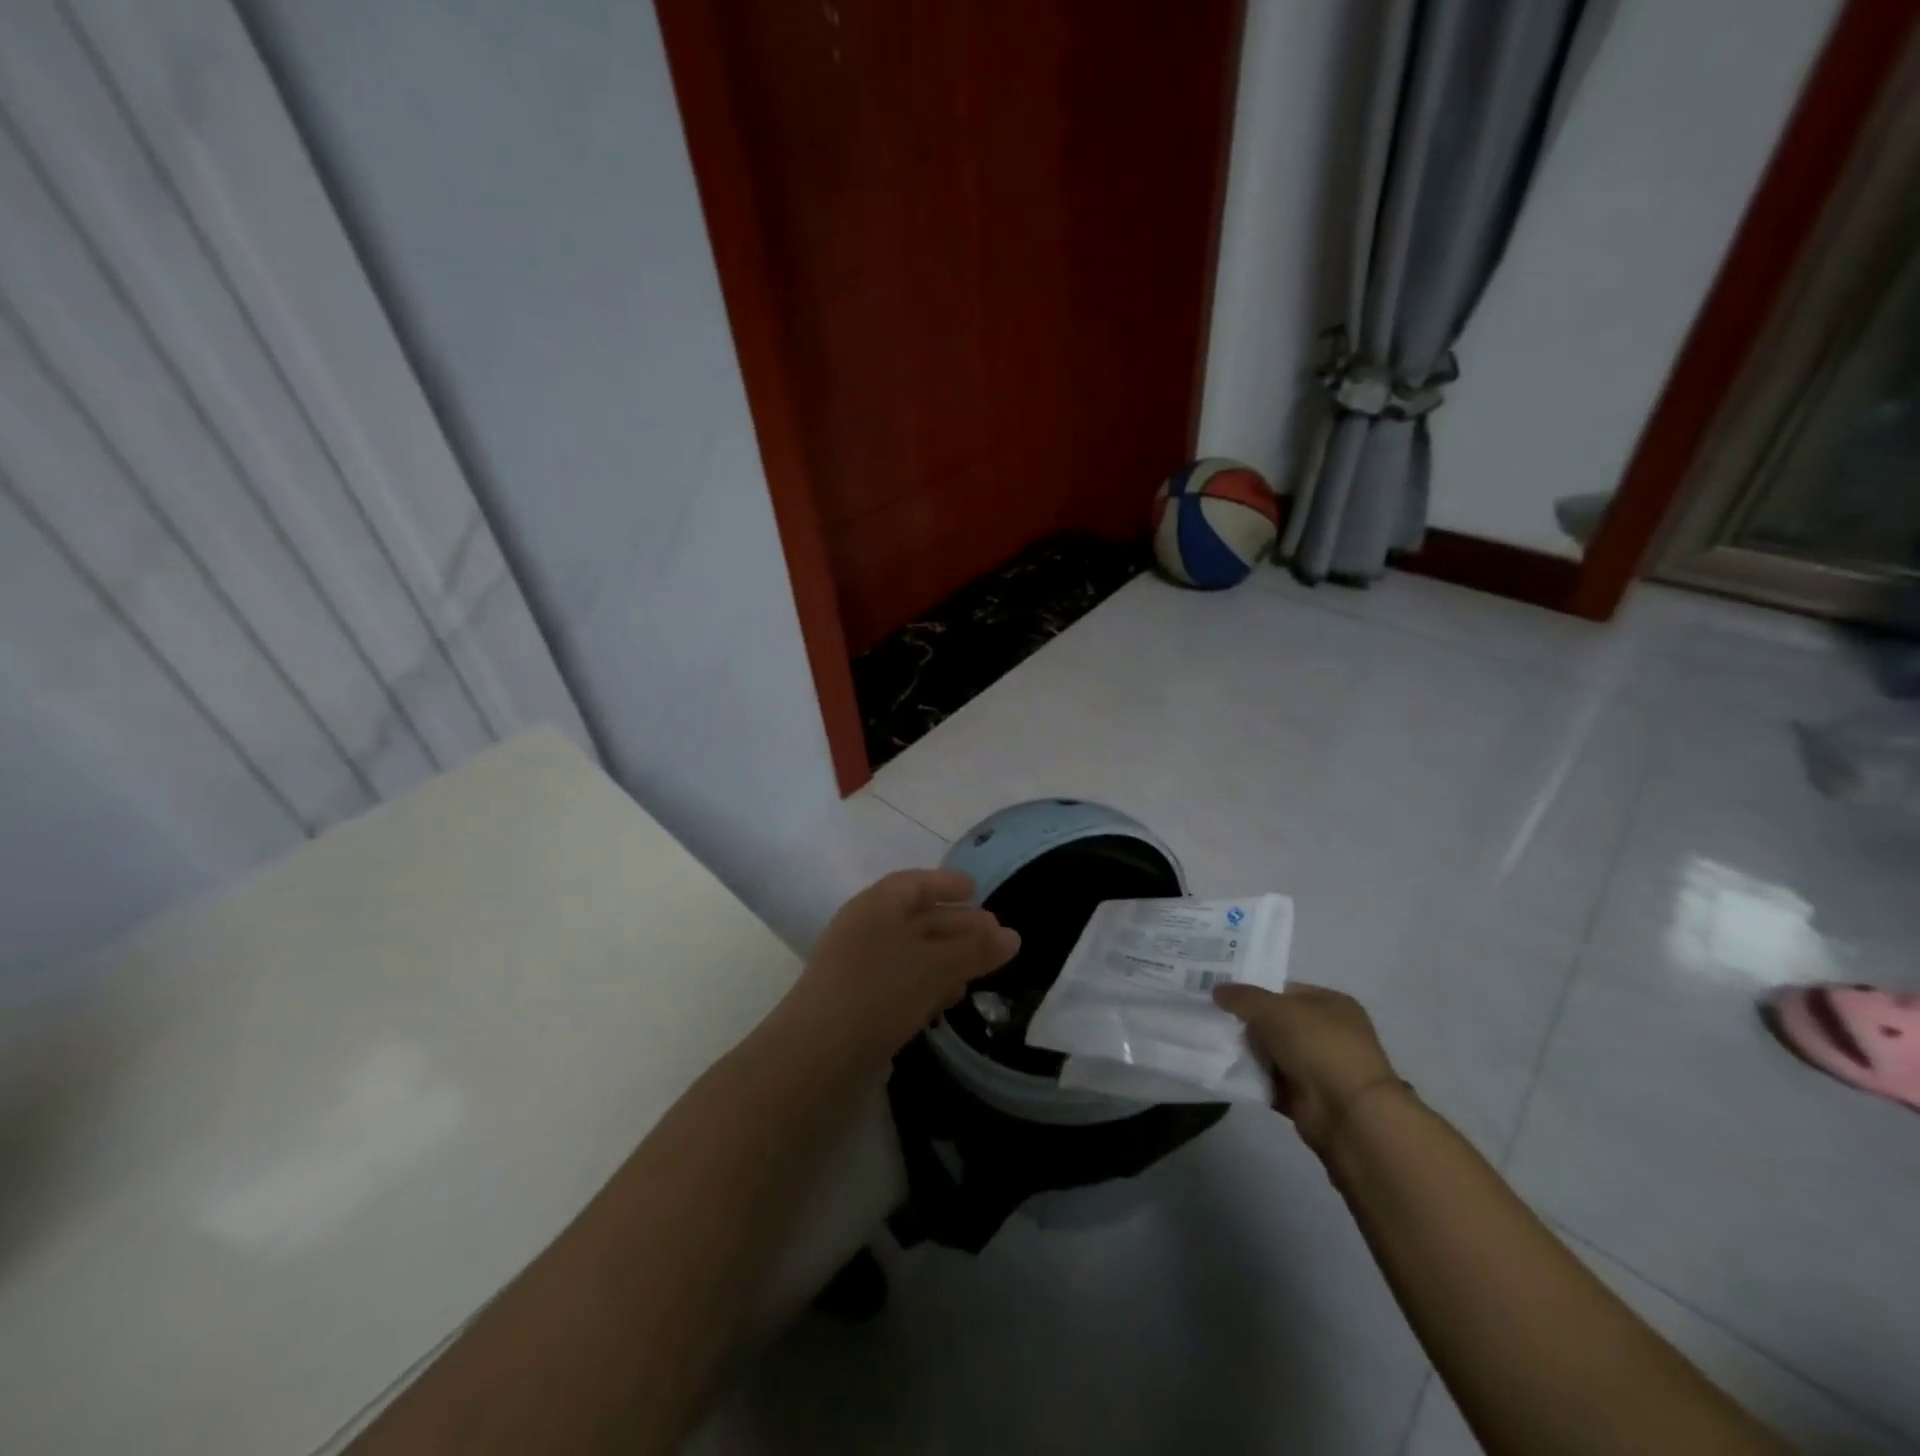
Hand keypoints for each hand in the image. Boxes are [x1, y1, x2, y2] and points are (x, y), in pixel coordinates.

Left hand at [791, 870, 1019, 1058]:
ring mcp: (855, 967)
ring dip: (944, 959)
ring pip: (909, 952)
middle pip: (916, 917)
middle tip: (995, 937)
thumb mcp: (935, 967)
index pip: (916, 883)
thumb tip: (1014, 936)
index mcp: (877, 905)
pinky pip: (898, 981)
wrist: (813, 1058)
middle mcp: (864, 928)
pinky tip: (944, 1002)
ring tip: (977, 972)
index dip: (947, 884)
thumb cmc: (878, 993)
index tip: (976, 889)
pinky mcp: (854, 1002)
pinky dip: (925, 984)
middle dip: (956, 926)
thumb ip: (976, 950)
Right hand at [1212, 982, 1402, 1155]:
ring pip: (1272, 1053)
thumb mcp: (1274, 1009)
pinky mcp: (1307, 1098)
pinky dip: (1252, 1078)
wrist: (1348, 1114)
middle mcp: (1329, 1033)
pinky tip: (1225, 1070)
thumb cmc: (1317, 1046)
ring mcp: (1319, 1067)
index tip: (1221, 996)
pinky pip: (1271, 1081)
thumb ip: (1243, 997)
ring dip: (1247, 1052)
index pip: (1284, 991)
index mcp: (1331, 1003)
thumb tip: (1217, 989)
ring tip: (1211, 1043)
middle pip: (1276, 1022)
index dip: (1254, 991)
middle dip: (1246, 1023)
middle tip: (1211, 1018)